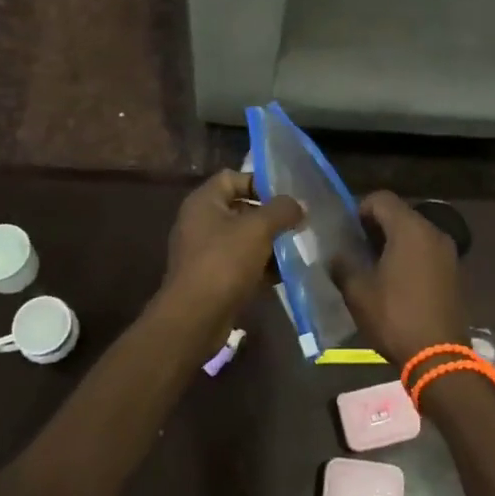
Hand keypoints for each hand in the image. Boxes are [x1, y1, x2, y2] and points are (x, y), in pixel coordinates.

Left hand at [156, 171, 301, 340]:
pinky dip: (260, 265)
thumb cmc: (224, 262)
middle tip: (297, 222)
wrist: (195, 318)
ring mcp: (204, 251)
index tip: (286, 197)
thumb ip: (281, 210)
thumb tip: (300, 204)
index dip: (259, 182)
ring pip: (243, 238)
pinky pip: (240, 263)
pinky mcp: (212, 277)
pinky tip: (284, 274)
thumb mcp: (258, 229)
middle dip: (270, 216)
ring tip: (296, 247)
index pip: (233, 177)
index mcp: (204, 202)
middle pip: (240, 208)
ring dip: (268, 243)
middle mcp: (200, 222)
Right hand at [335, 192, 467, 366]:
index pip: (381, 199)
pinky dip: (409, 255)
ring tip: (372, 266)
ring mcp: (447, 251)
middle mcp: (433, 231)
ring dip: (392, 242)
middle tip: (355, 249)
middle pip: (399, 213)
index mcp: (410, 228)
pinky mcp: (453, 271)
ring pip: (414, 232)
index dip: (359, 209)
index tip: (346, 233)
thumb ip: (343, 265)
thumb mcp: (358, 292)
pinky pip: (426, 250)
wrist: (439, 357)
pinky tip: (394, 280)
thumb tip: (336, 255)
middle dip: (375, 226)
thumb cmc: (395, 317)